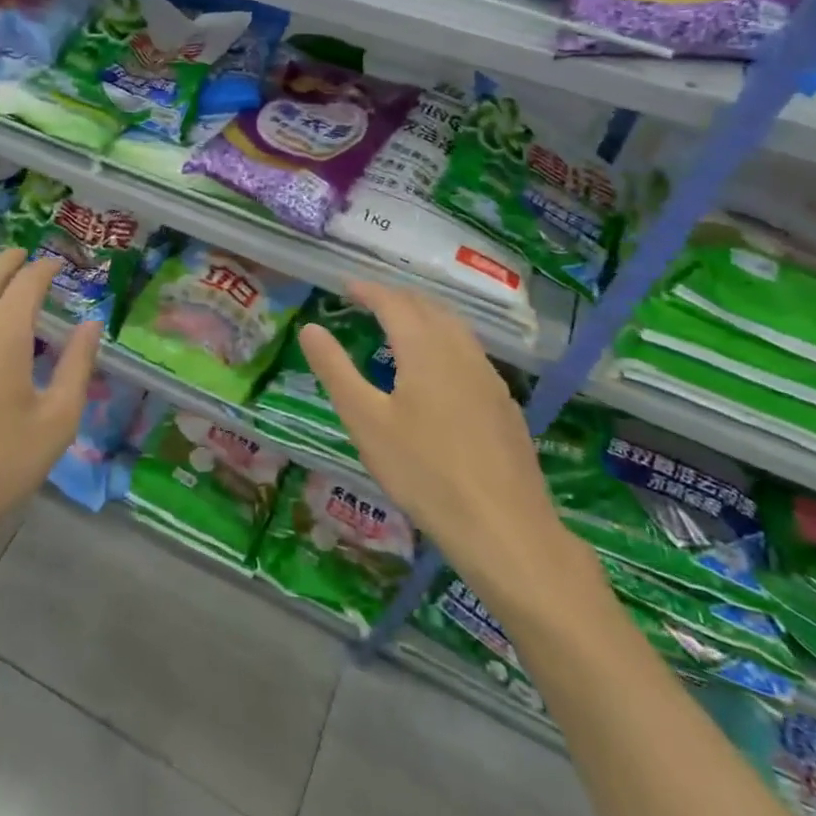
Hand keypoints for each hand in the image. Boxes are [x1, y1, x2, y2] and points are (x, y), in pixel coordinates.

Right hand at [298, 281, 579, 615]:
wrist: (505, 528)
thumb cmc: (424, 472)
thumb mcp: (365, 421)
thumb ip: (335, 370)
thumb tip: (310, 328)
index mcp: (424, 348)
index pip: (394, 302)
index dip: (368, 290)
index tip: (346, 287)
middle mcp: (461, 351)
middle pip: (428, 307)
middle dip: (397, 298)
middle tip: (369, 302)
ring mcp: (489, 377)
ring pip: (455, 328)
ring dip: (425, 316)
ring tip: (401, 326)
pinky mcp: (505, 404)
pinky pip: (470, 352)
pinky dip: (445, 341)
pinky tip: (439, 370)